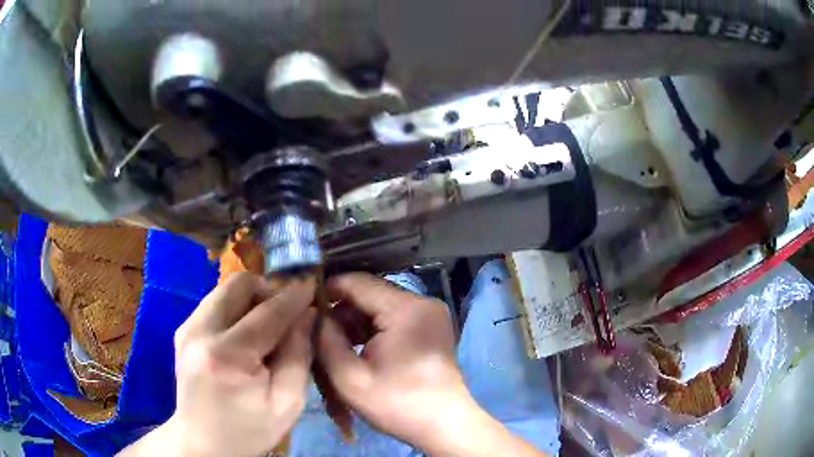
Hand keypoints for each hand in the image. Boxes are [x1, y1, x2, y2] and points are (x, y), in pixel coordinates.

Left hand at [121, 272, 316, 456]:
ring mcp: (187, 328)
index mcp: (227, 356)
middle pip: (239, 285)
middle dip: (268, 291)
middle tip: (287, 313)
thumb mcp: (287, 403)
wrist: (203, 442)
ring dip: (252, 300)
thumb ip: (298, 355)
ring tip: (267, 326)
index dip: (294, 296)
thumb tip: (307, 314)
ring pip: (225, 290)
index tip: (314, 285)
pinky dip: (236, 309)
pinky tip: (246, 335)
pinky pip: (215, 303)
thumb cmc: (249, 430)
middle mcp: (200, 332)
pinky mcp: (183, 330)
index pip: (267, 313)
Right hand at [317, 274, 492, 453]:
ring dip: (356, 324)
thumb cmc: (398, 405)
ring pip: (379, 307)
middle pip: (369, 294)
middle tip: (319, 335)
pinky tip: (359, 351)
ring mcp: (430, 314)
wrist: (444, 426)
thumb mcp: (349, 378)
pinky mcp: (430, 327)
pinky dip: (373, 331)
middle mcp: (422, 302)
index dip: (327, 291)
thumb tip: (314, 314)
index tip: (304, 308)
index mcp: (406, 308)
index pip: (356, 282)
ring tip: (337, 348)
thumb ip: (325, 340)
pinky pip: (393, 318)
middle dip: (341, 312)